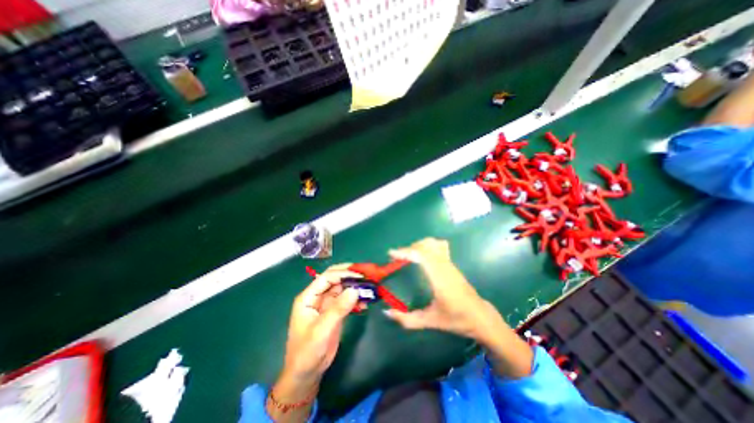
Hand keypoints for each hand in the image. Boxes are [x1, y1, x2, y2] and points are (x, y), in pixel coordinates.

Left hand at [285, 265, 362, 379]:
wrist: (307, 374)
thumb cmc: (307, 352)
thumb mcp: (322, 330)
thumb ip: (338, 309)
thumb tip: (355, 289)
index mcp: (308, 297)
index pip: (326, 277)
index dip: (343, 274)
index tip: (360, 276)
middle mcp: (318, 297)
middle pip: (335, 279)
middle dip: (350, 275)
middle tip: (367, 275)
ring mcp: (327, 304)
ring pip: (343, 288)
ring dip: (355, 287)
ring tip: (369, 288)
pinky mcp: (335, 312)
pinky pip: (347, 300)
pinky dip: (356, 299)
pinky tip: (366, 303)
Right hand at [383, 239, 498, 339]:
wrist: (481, 317)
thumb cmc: (457, 319)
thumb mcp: (431, 321)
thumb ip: (408, 319)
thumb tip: (387, 313)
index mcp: (440, 278)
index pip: (422, 256)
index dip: (405, 252)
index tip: (391, 254)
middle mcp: (445, 267)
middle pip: (425, 246)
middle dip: (408, 248)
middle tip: (397, 258)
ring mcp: (450, 264)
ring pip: (433, 244)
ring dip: (417, 246)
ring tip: (407, 256)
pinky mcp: (452, 264)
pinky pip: (438, 247)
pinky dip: (427, 246)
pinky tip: (422, 255)